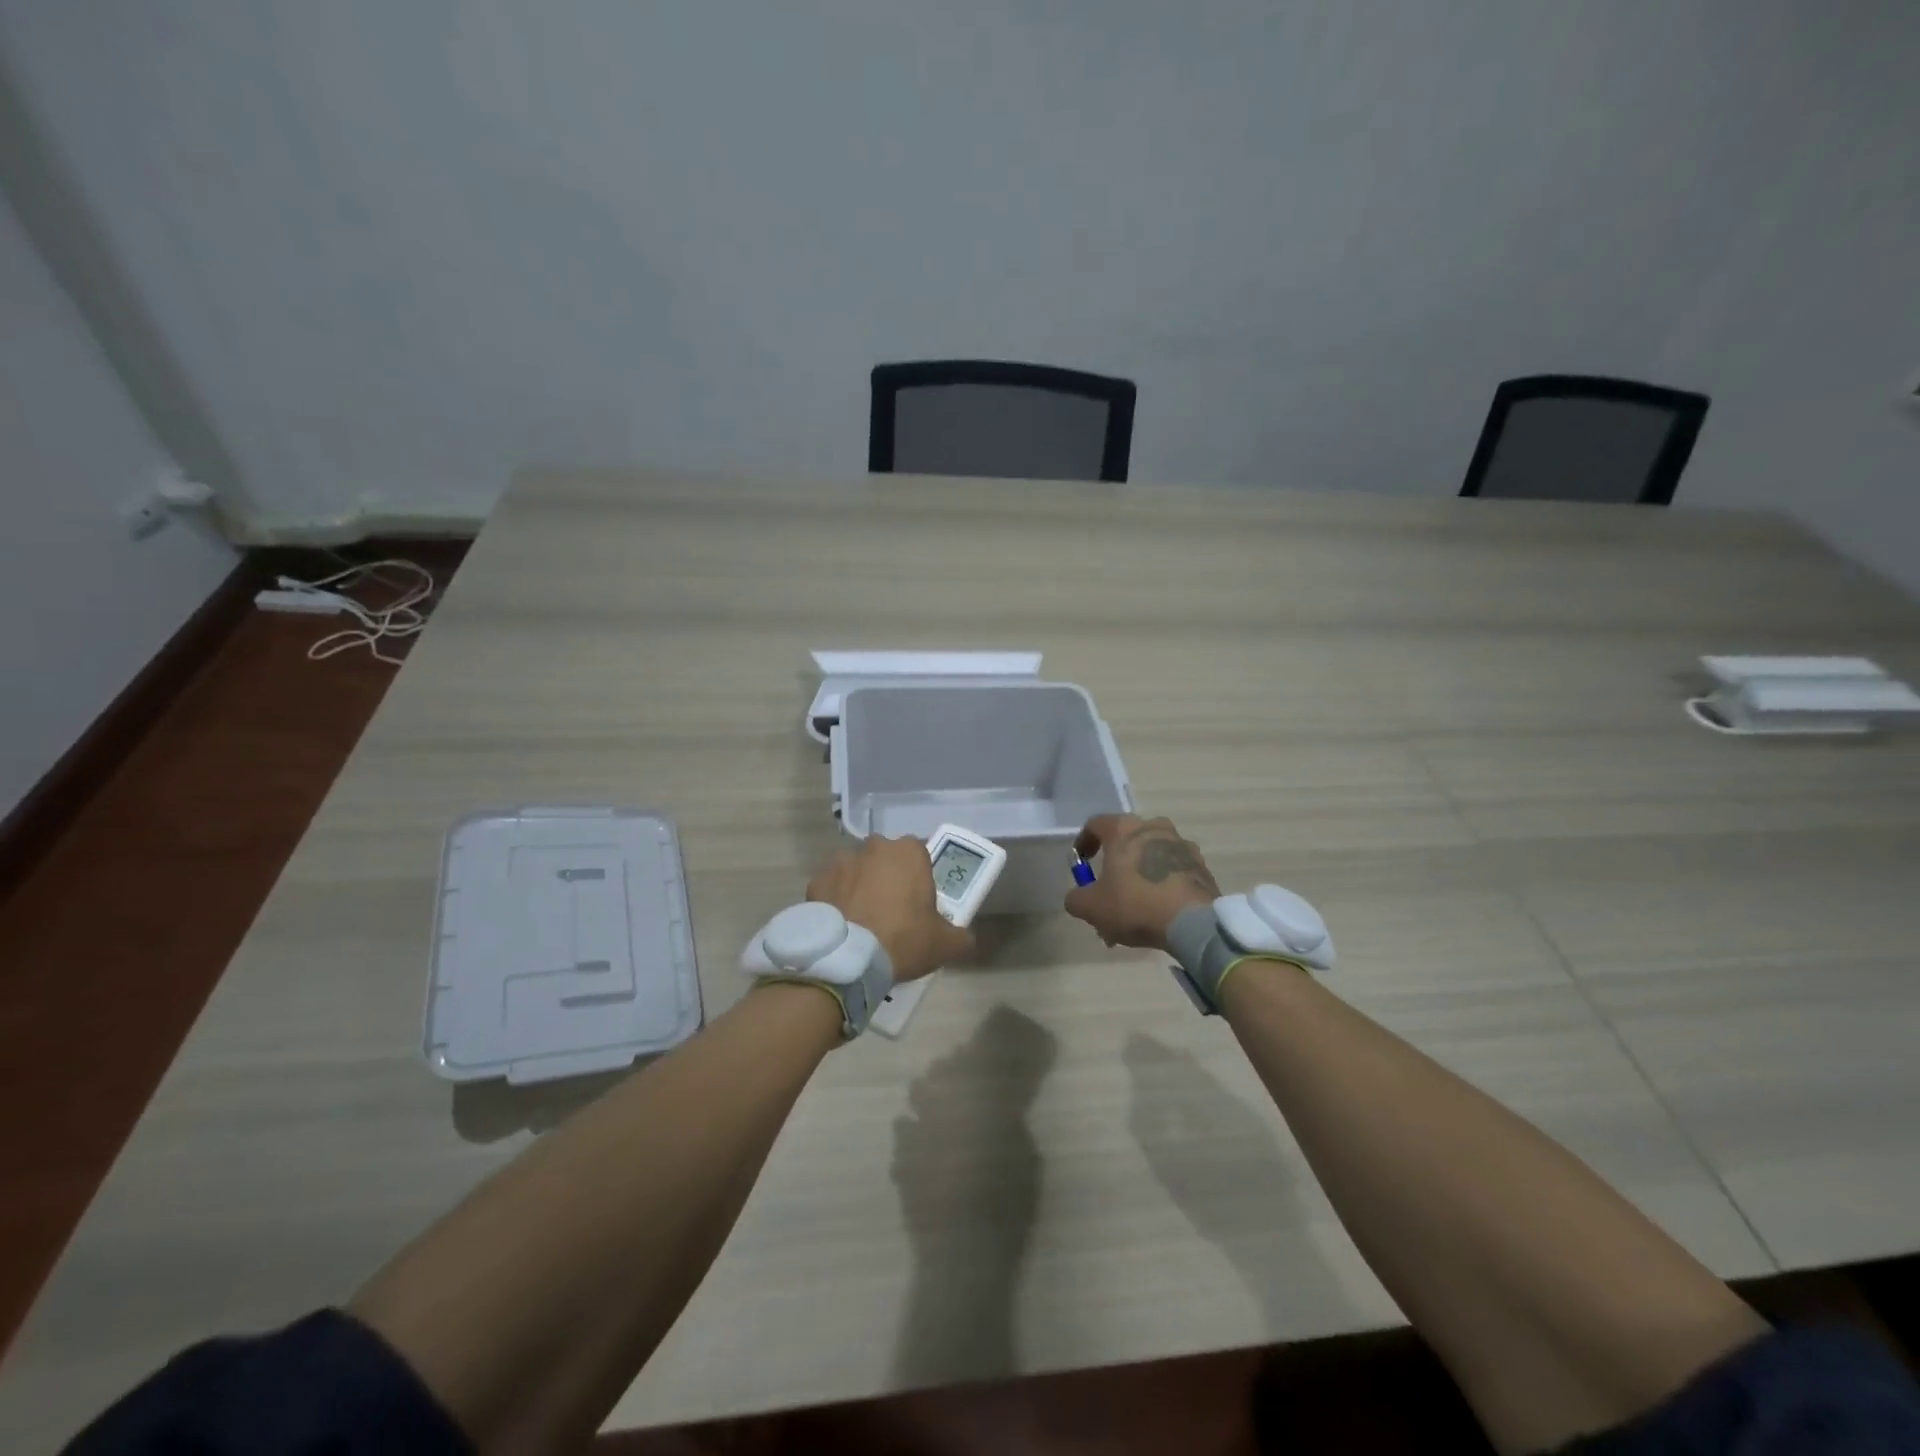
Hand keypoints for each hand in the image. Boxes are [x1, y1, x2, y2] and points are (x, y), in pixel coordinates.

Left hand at [806, 837, 973, 981]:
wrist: (848, 959)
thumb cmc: (903, 940)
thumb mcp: (946, 944)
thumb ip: (961, 935)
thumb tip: (963, 938)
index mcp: (908, 852)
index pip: (919, 855)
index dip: (919, 877)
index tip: (918, 902)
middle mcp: (874, 847)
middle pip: (885, 858)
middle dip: (888, 877)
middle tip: (892, 911)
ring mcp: (841, 862)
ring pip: (856, 870)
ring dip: (860, 886)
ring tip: (862, 920)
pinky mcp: (816, 882)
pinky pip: (831, 889)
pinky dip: (835, 902)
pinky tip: (841, 926)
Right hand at [1063, 814, 1219, 951]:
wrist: (1193, 923)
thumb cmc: (1135, 905)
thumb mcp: (1091, 907)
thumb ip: (1076, 898)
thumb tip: (1077, 897)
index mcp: (1124, 829)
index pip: (1096, 824)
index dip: (1084, 842)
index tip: (1082, 861)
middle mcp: (1153, 827)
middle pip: (1127, 840)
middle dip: (1116, 862)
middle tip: (1110, 889)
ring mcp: (1181, 844)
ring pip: (1152, 855)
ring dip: (1141, 873)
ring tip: (1136, 906)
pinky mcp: (1201, 865)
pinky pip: (1174, 869)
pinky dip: (1163, 883)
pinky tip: (1159, 909)